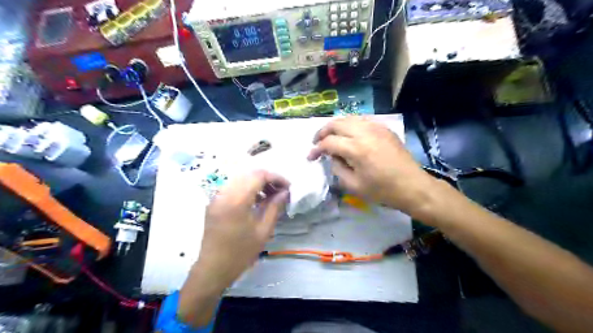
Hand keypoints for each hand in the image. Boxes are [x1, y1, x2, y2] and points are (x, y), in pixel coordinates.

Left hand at [178, 171, 289, 326]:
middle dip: (268, 179)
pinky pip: (233, 187)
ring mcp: (217, 197)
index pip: (259, 176)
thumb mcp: (263, 231)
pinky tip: (255, 201)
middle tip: (281, 192)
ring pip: (241, 179)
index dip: (276, 178)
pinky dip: (247, 188)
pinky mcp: (214, 202)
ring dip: (257, 183)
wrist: (213, 269)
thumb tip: (285, 193)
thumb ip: (274, 207)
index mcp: (237, 200)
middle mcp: (224, 193)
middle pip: (249, 174)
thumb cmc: (241, 253)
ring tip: (270, 196)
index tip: (288, 187)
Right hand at [311, 115, 433, 215]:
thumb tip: (332, 157)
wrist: (412, 186)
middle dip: (322, 132)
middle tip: (317, 142)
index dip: (316, 149)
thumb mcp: (353, 186)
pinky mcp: (384, 129)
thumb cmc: (382, 190)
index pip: (328, 142)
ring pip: (349, 118)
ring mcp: (376, 128)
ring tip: (330, 137)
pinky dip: (350, 125)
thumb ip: (337, 168)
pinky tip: (349, 135)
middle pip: (336, 124)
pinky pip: (362, 120)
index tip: (311, 157)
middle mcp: (364, 133)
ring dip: (335, 126)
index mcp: (356, 149)